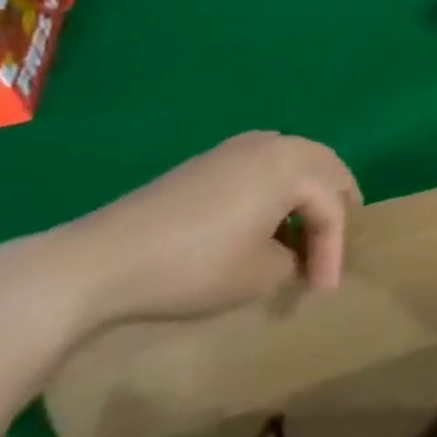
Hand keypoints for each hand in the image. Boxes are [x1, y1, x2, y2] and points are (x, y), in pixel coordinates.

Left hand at [2, 132, 363, 337]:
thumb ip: (293, 264)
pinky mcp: (212, 160)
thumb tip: (294, 260)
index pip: (332, 207)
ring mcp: (240, 148)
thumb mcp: (258, 276)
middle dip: (335, 209)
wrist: (101, 261)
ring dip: (308, 198)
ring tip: (303, 237)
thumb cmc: (194, 266)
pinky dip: (279, 192)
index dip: (335, 251)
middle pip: (326, 170)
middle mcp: (275, 143)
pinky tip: (265, 226)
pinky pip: (267, 167)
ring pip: (297, 164)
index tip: (323, 293)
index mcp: (293, 165)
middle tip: (334, 249)